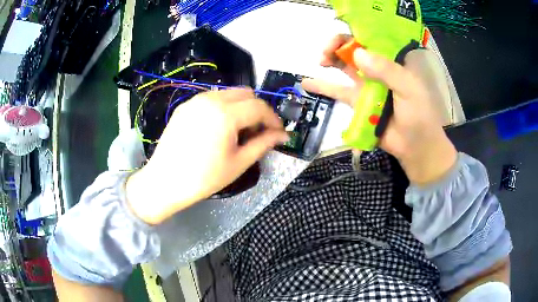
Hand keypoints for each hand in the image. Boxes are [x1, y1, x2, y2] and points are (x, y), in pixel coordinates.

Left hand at [126, 89, 287, 223]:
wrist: (164, 182)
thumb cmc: (203, 178)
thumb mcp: (239, 163)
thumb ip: (263, 143)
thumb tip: (282, 135)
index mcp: (226, 114)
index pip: (259, 107)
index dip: (273, 119)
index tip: (279, 133)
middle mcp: (211, 99)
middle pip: (246, 94)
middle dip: (258, 110)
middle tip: (260, 131)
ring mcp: (195, 100)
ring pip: (228, 94)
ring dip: (241, 107)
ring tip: (240, 130)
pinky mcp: (185, 106)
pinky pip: (212, 99)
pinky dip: (224, 107)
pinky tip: (220, 128)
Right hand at [302, 34, 456, 183]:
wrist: (415, 147)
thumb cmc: (419, 116)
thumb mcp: (409, 89)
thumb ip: (386, 71)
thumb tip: (356, 53)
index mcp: (392, 62)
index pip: (370, 40)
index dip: (353, 36)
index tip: (340, 42)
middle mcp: (378, 70)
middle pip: (354, 50)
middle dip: (337, 46)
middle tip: (326, 53)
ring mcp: (366, 86)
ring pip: (345, 67)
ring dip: (330, 60)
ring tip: (320, 61)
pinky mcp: (358, 103)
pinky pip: (339, 92)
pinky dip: (322, 87)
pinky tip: (306, 83)